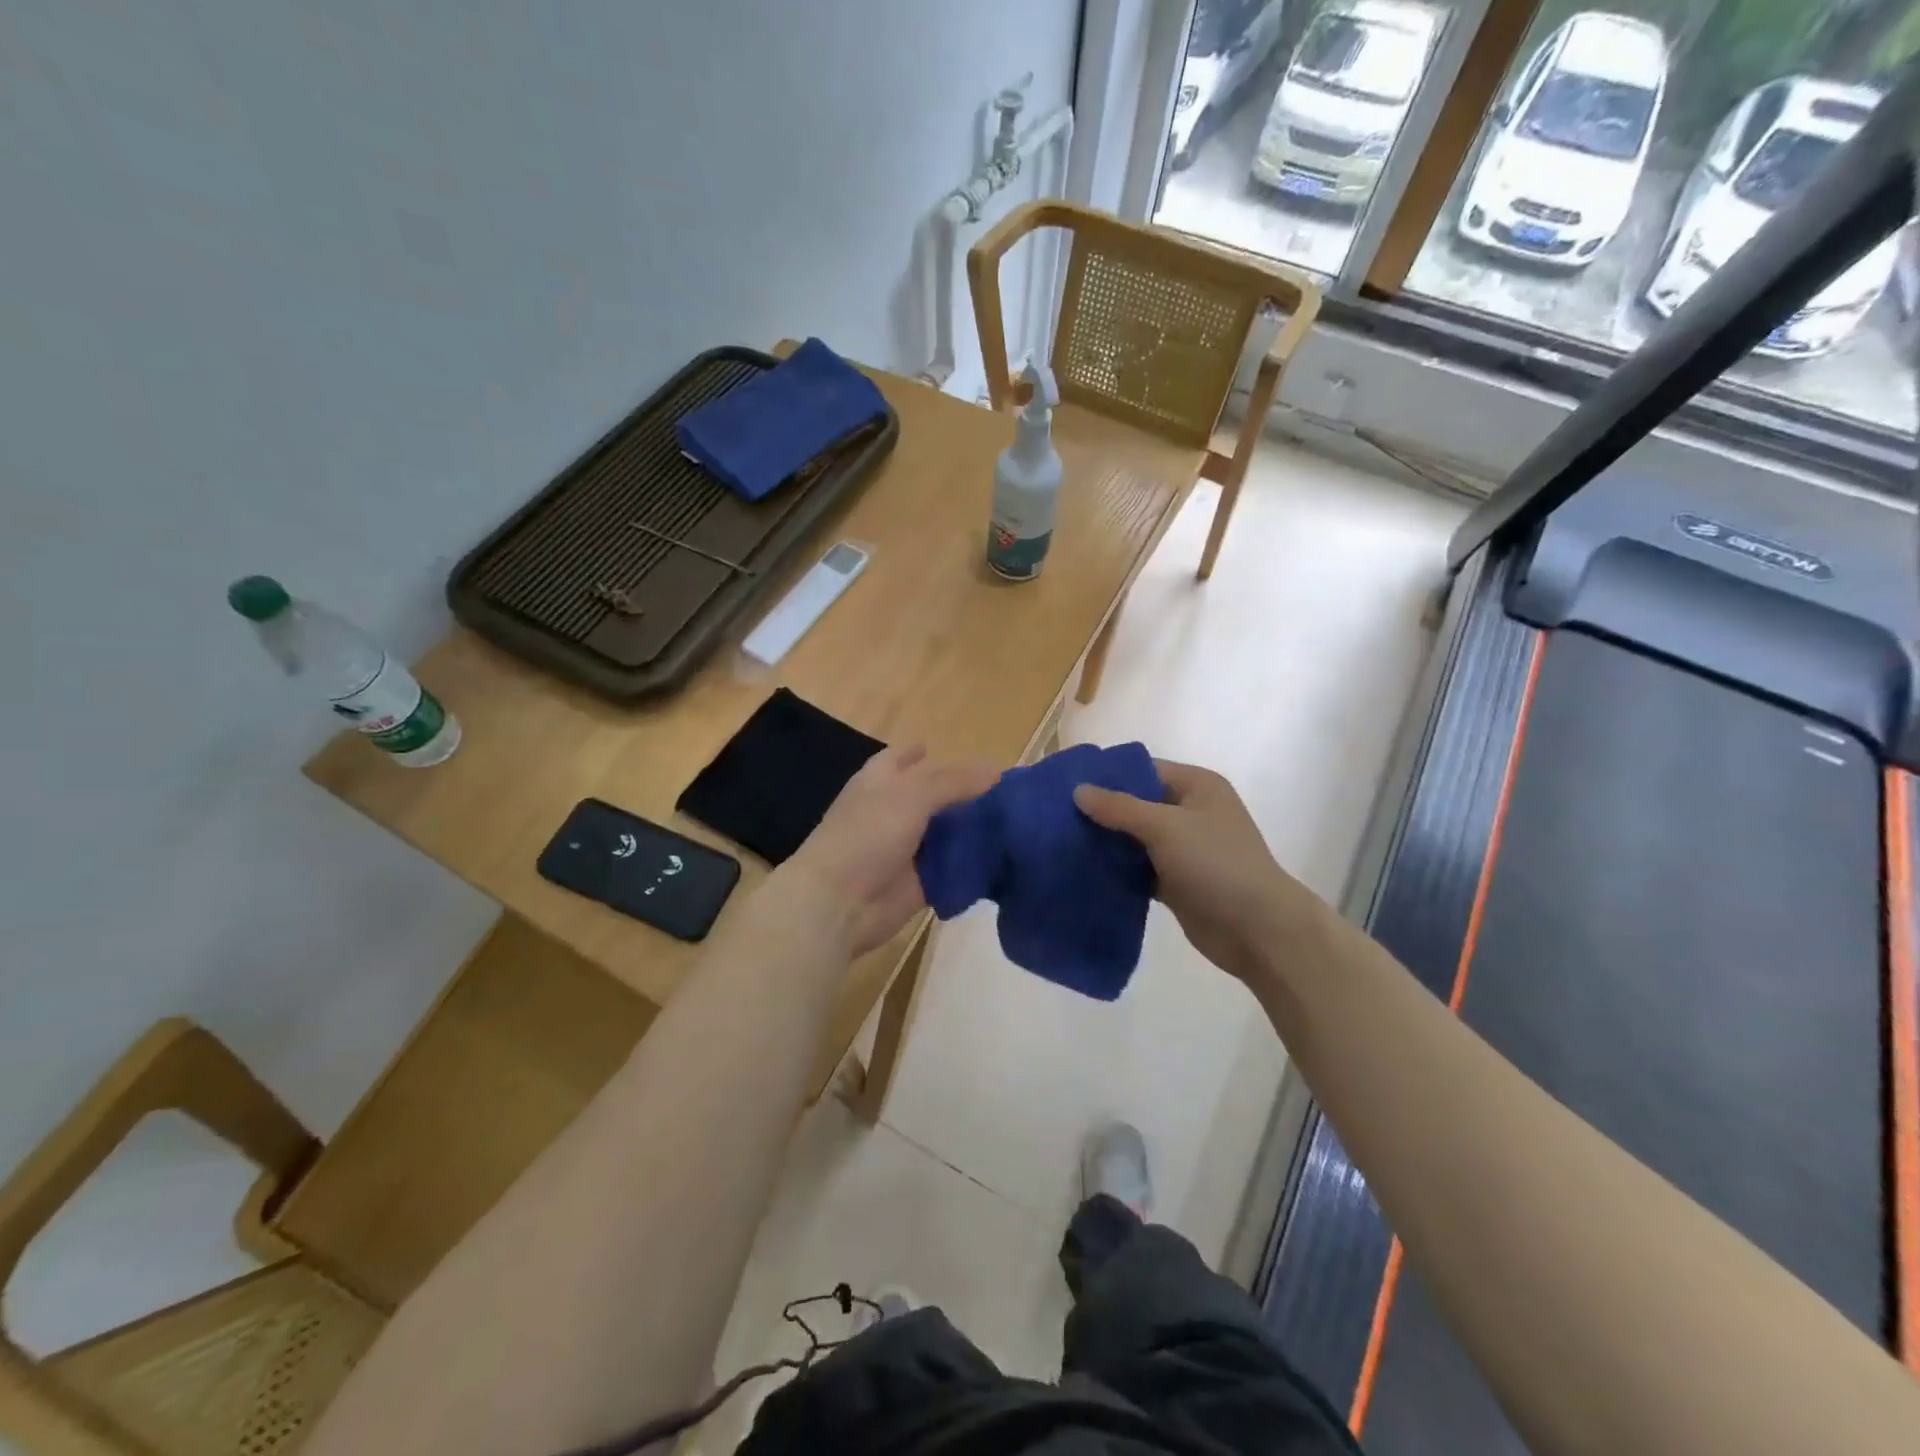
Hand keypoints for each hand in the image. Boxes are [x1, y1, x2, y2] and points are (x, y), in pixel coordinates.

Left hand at [778, 745, 998, 956]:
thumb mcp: (912, 795)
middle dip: (961, 794)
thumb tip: (997, 770)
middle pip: (931, 797)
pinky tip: (1006, 856)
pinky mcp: (920, 882)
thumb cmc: (868, 834)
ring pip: (945, 834)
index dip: (918, 753)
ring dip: (972, 830)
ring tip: (1016, 821)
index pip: (900, 759)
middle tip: (1005, 790)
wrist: (840, 902)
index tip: (942, 750)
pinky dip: (973, 865)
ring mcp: (905, 849)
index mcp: (880, 782)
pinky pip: (951, 869)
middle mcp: (892, 812)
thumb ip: (954, 782)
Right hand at [1075, 760, 1305, 980]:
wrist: (1257, 930)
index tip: (1066, 784)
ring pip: (1135, 839)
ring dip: (1106, 842)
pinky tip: (1083, 871)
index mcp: (1196, 786)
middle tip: (1055, 816)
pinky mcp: (1176, 881)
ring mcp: (1184, 849)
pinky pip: (1139, 868)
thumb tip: (1079, 791)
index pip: (1143, 770)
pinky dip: (1117, 870)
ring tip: (1060, 841)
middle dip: (1101, 811)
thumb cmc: (1216, 864)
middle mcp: (1190, 812)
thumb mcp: (1166, 826)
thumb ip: (1120, 808)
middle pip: (1136, 804)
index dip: (1107, 775)